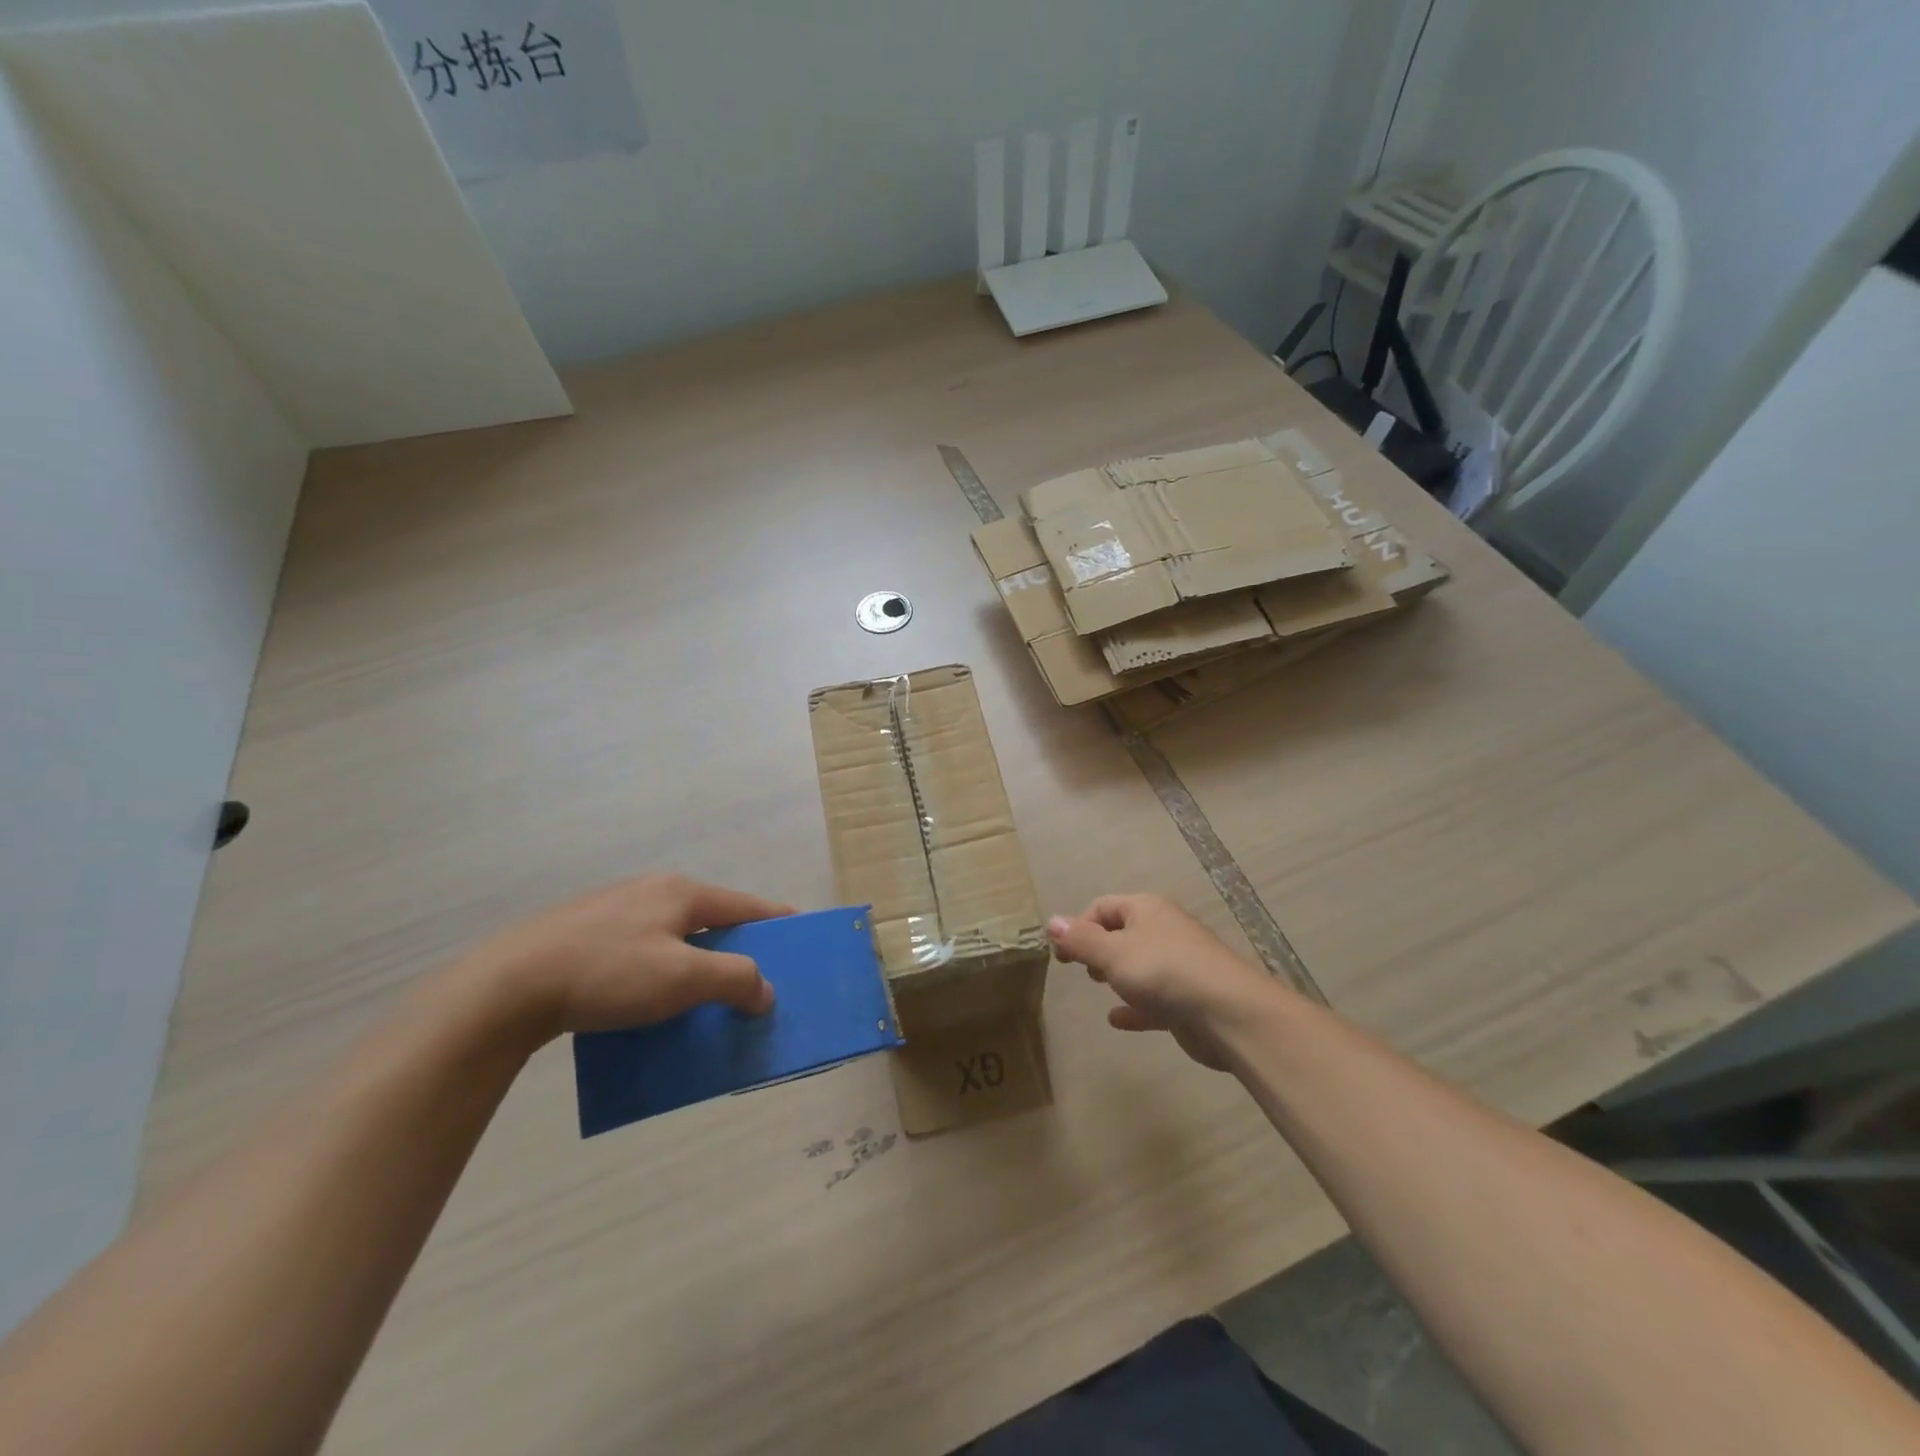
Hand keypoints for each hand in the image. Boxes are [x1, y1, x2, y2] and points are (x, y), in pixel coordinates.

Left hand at [462, 873, 793, 1037]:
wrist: (505, 987)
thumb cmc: (609, 973)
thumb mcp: (683, 978)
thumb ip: (736, 980)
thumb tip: (765, 991)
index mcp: (681, 892)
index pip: (746, 906)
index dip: (776, 922)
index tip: (800, 937)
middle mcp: (650, 892)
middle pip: (709, 921)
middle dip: (734, 950)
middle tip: (751, 982)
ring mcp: (612, 911)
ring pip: (672, 938)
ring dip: (694, 965)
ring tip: (700, 1000)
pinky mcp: (580, 935)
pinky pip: (639, 952)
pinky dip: (658, 973)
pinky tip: (647, 1004)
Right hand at [1048, 893, 1280, 1069]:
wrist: (1228, 1013)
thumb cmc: (1164, 971)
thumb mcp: (1113, 952)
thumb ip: (1080, 940)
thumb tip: (1051, 921)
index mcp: (1146, 910)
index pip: (1103, 907)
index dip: (1079, 926)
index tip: (1061, 954)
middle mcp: (1164, 931)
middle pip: (1123, 933)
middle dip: (1099, 948)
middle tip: (1082, 969)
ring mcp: (1179, 965)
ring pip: (1140, 965)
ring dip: (1118, 975)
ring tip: (1098, 987)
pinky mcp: (1187, 999)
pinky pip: (1154, 999)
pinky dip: (1135, 1007)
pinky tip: (1117, 1020)